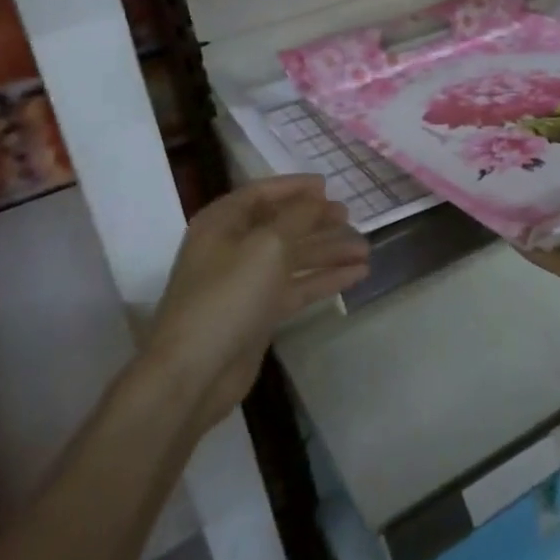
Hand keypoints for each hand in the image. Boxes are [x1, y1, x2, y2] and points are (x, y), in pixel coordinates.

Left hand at [138, 176, 367, 429]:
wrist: (193, 373)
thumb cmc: (227, 296)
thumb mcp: (267, 245)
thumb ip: (298, 216)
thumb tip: (318, 199)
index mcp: (222, 223)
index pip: (261, 193)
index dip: (295, 187)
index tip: (329, 186)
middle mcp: (231, 248)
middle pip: (281, 225)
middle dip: (317, 220)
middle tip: (351, 218)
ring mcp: (245, 283)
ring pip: (293, 258)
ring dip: (328, 251)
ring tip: (365, 249)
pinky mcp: (258, 314)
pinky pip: (296, 287)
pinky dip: (324, 279)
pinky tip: (357, 275)